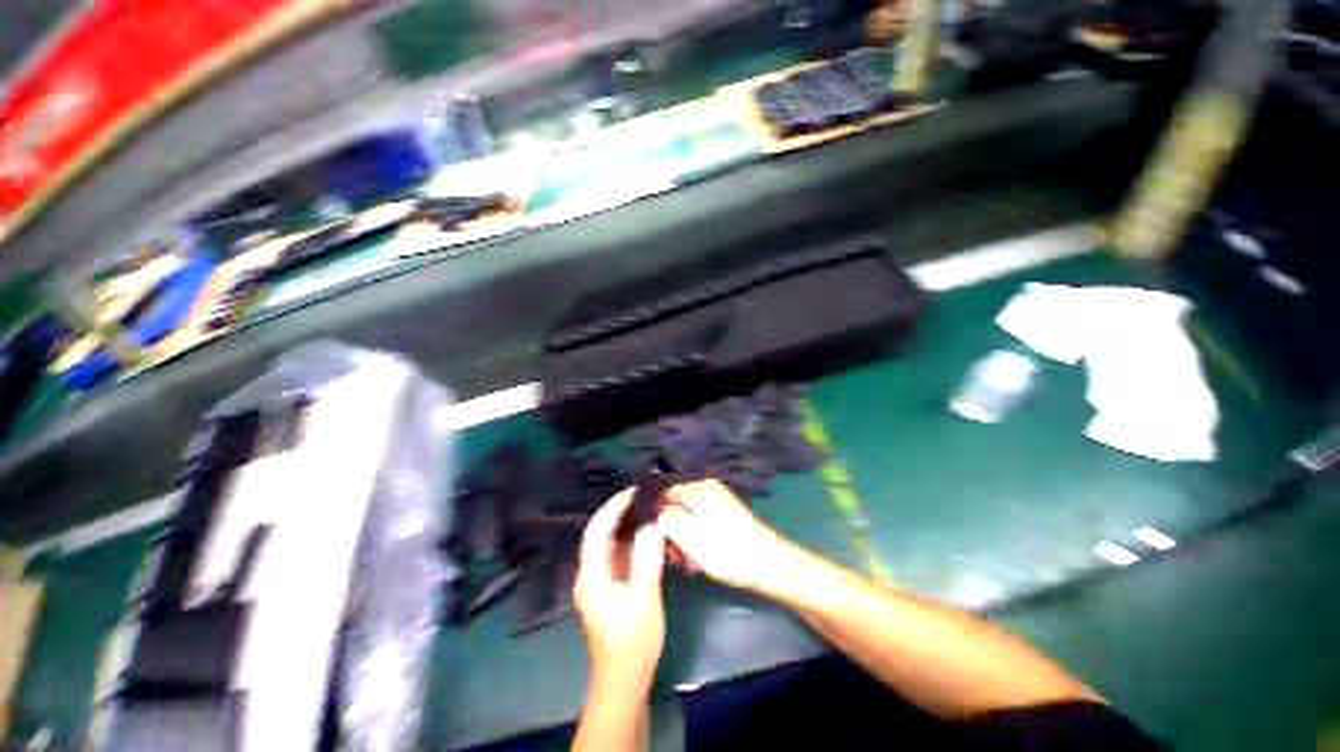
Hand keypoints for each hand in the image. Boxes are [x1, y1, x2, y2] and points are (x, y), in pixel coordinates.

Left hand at [574, 489, 665, 695]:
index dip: (612, 508)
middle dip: (621, 512)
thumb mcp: (643, 599)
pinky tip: (649, 534)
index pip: (596, 531)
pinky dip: (633, 541)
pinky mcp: (612, 587)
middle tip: (645, 495)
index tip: (633, 491)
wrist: (625, 681)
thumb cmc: (632, 642)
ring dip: (628, 525)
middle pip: (602, 534)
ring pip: (611, 544)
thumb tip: (652, 524)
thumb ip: (647, 559)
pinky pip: (620, 555)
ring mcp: (601, 581)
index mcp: (592, 575)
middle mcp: (591, 573)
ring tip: (649, 508)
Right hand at [658, 479, 791, 592]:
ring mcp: (720, 503)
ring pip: (690, 520)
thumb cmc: (726, 550)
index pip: (666, 497)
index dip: (659, 520)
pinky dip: (699, 542)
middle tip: (676, 560)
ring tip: (690, 565)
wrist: (768, 564)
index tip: (661, 545)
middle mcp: (709, 490)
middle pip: (678, 508)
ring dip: (686, 542)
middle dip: (674, 534)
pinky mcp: (728, 517)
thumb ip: (668, 519)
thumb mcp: (689, 535)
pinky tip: (701, 562)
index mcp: (699, 489)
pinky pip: (704, 525)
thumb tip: (659, 513)